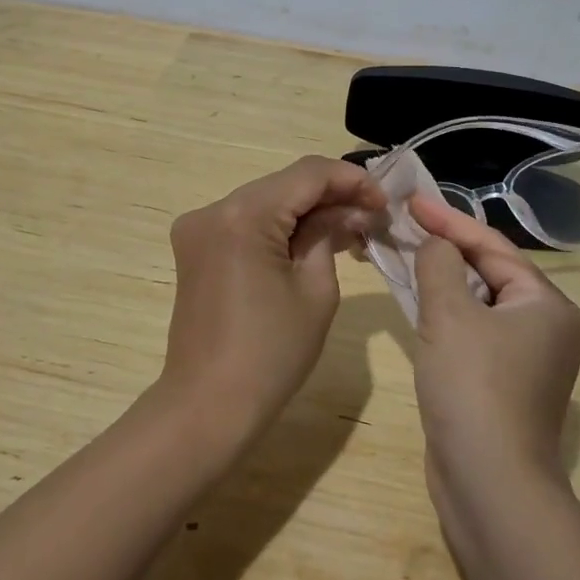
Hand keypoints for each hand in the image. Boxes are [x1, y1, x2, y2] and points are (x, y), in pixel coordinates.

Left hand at [163, 156, 385, 440]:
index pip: (307, 174)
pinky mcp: (196, 247)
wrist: (209, 406)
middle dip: (331, 195)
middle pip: (284, 184)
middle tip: (372, 217)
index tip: (384, 201)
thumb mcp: (316, 290)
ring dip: (307, 211)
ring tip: (351, 230)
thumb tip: (347, 210)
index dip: (351, 180)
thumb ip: (330, 234)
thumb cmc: (271, 354)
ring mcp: (199, 227)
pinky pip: (247, 222)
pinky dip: (280, 226)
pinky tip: (312, 241)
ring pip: (266, 201)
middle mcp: (214, 209)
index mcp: (243, 215)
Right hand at [410, 196, 579, 502]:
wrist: (489, 484)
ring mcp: (525, 359)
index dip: (449, 220)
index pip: (492, 246)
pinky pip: (472, 332)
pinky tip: (416, 305)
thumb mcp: (450, 313)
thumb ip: (439, 264)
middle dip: (446, 249)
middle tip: (405, 226)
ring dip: (442, 281)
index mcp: (545, 303)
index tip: (412, 200)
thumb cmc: (474, 386)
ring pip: (478, 304)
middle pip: (489, 272)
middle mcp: (544, 326)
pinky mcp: (502, 384)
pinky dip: (445, 314)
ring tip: (404, 256)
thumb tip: (436, 245)